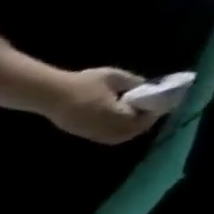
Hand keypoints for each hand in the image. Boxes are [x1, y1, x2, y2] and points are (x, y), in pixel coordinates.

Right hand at [42, 67, 156, 143]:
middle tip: (150, 111)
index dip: (154, 112)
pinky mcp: (82, 133)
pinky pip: (104, 137)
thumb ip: (133, 82)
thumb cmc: (83, 83)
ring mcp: (91, 132)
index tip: (161, 102)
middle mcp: (103, 127)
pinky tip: (117, 121)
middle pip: (130, 132)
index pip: (141, 118)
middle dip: (143, 123)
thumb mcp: (114, 76)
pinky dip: (116, 131)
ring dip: (129, 129)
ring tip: (134, 116)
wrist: (51, 94)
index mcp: (113, 113)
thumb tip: (147, 87)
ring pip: (117, 137)